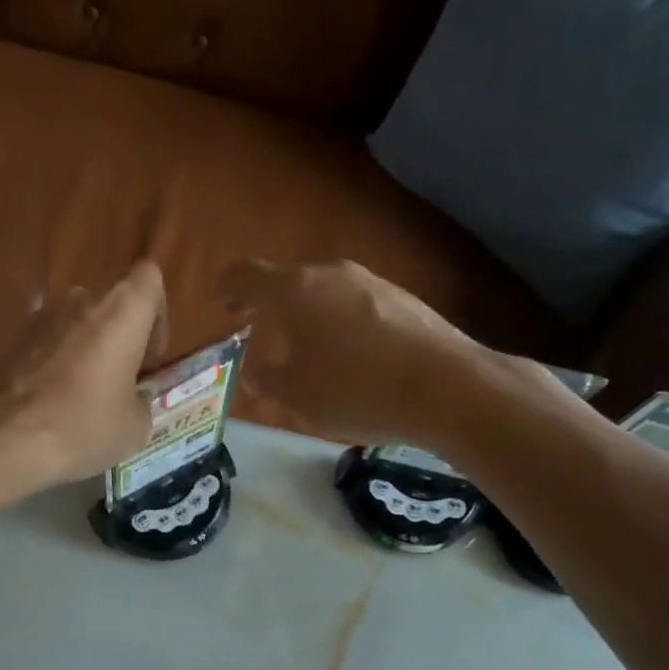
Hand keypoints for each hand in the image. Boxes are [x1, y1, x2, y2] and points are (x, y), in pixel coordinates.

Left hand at [0, 260, 168, 485]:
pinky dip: (57, 367)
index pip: (149, 280)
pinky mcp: (12, 342)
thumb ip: (142, 401)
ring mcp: (40, 319)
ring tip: (84, 399)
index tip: (149, 358)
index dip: (156, 315)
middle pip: (110, 308)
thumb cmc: (85, 426)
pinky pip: (48, 346)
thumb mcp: (135, 427)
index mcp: (120, 313)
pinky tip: (54, 406)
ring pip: (77, 327)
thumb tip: (133, 398)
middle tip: (119, 385)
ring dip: (87, 353)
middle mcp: (80, 302)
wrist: (7, 440)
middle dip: (119, 341)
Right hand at [218, 259, 497, 444]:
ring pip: (323, 292)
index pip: (244, 275)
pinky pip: (354, 304)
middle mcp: (330, 273)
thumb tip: (257, 371)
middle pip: (287, 281)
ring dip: (307, 316)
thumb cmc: (355, 390)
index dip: (226, 289)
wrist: (446, 387)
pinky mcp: (401, 297)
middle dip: (269, 307)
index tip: (222, 306)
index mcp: (294, 290)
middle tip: (261, 335)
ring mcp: (370, 281)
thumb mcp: (297, 396)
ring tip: (308, 353)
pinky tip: (351, 358)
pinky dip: (339, 323)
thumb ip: (267, 380)